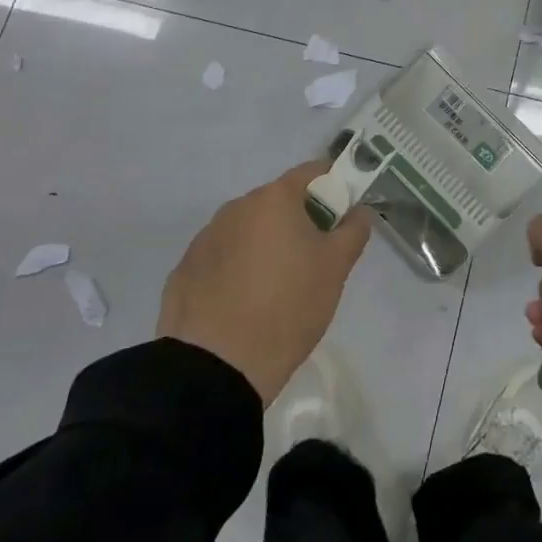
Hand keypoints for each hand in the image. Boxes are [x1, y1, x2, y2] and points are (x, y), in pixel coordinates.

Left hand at [157, 160, 369, 405]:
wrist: (215, 369)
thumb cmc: (287, 306)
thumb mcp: (336, 268)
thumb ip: (353, 230)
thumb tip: (357, 211)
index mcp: (274, 198)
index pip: (312, 172)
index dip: (333, 188)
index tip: (341, 218)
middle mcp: (236, 207)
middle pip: (278, 202)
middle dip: (298, 221)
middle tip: (313, 260)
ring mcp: (205, 238)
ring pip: (248, 230)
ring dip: (265, 245)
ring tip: (275, 289)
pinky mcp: (184, 271)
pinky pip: (221, 258)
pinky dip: (236, 270)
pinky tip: (242, 305)